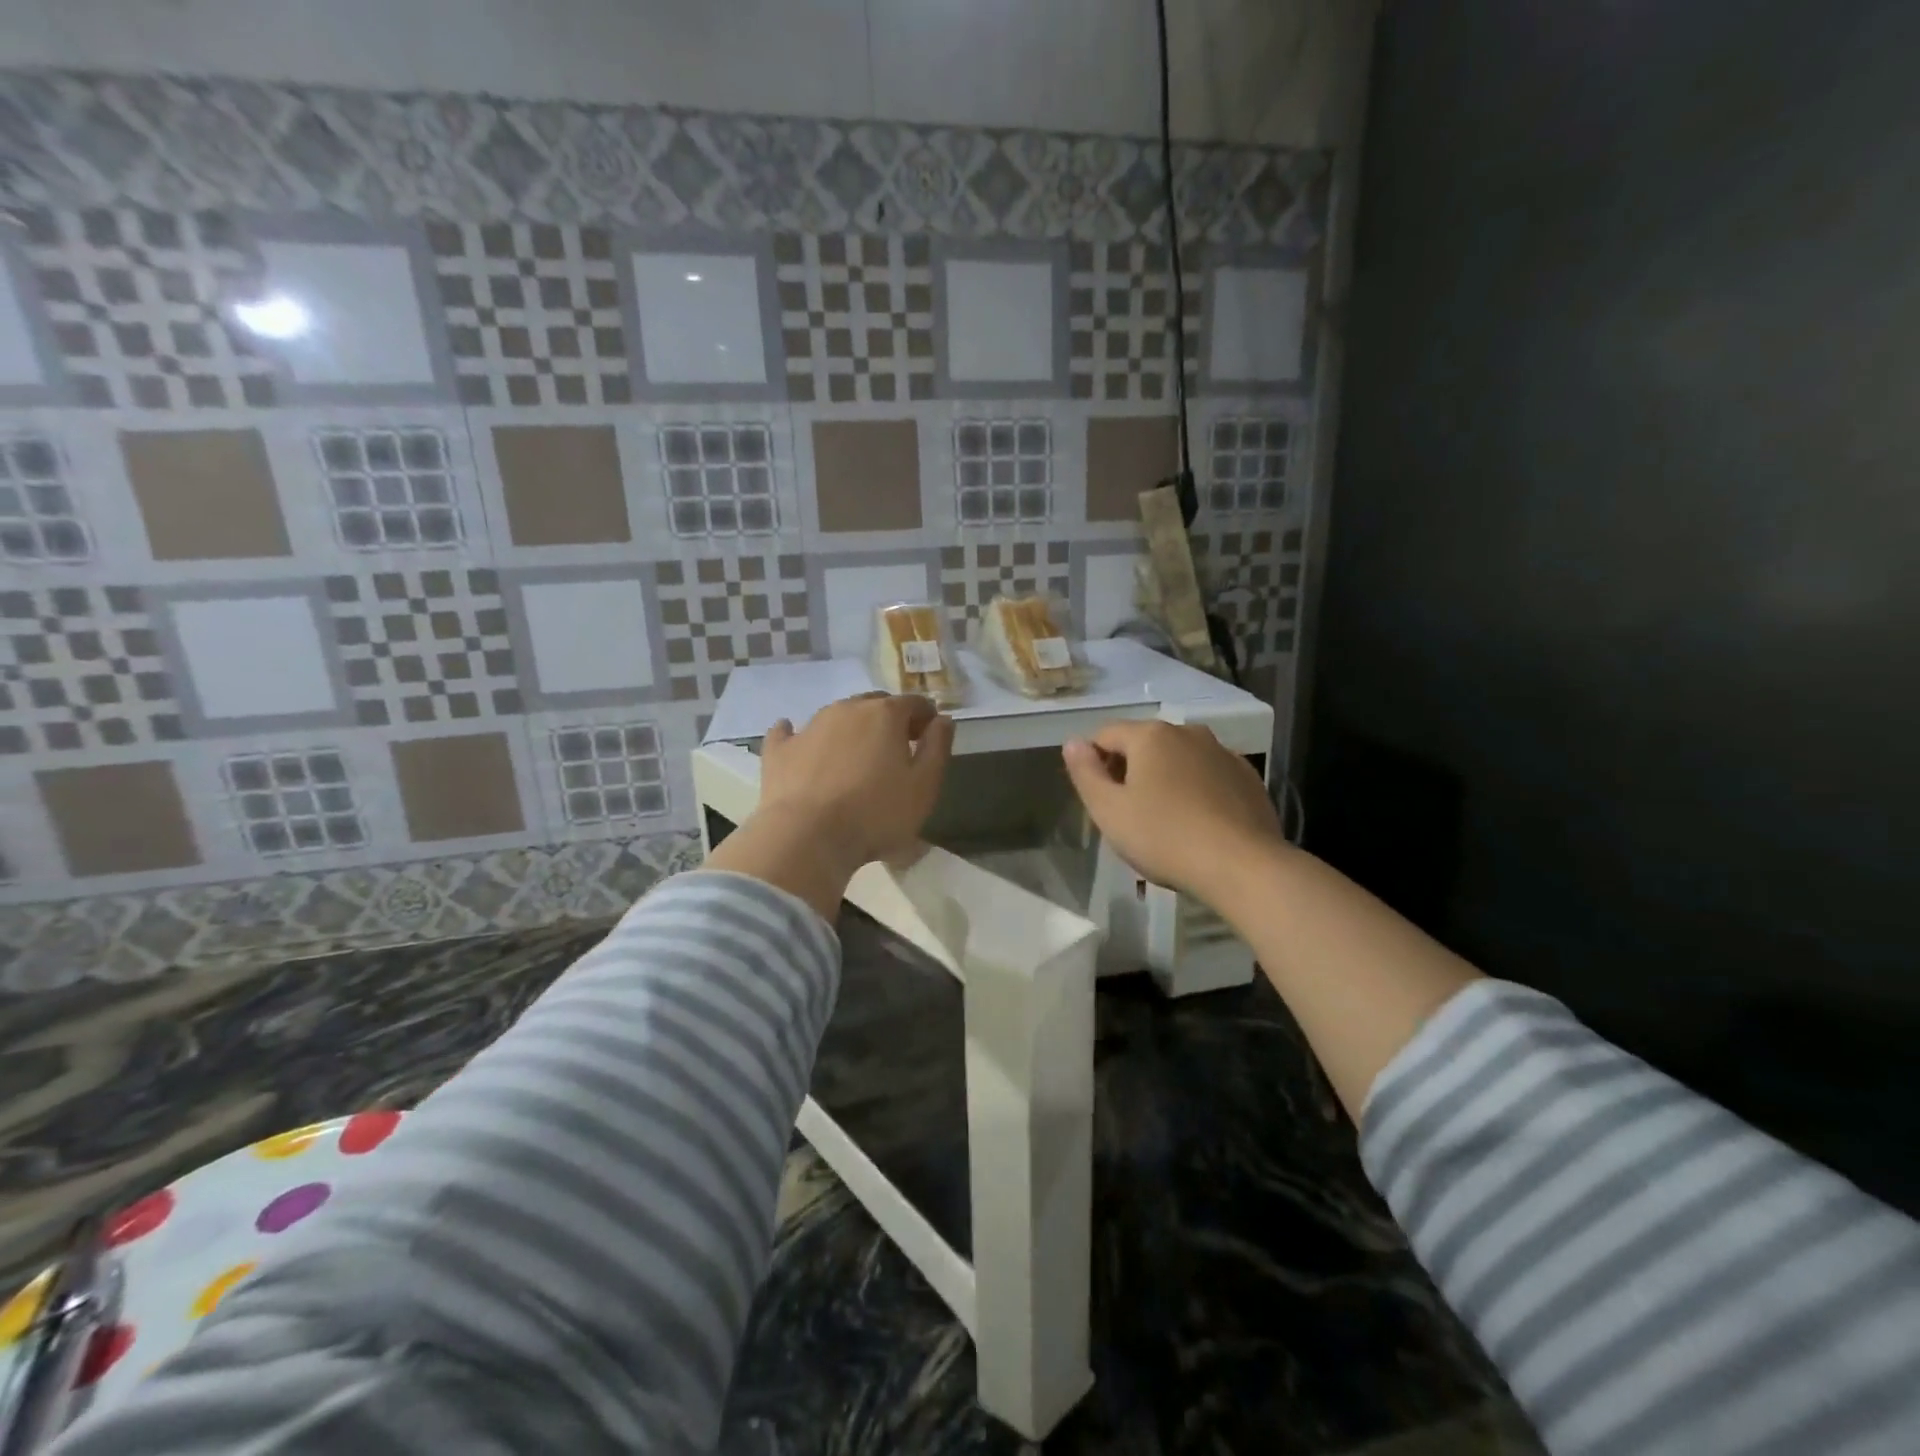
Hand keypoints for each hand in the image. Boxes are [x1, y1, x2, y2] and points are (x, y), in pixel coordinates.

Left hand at [760, 692, 954, 870]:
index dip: (925, 717)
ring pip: (837, 716)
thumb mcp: (924, 786)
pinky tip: (797, 741)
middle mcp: (847, 709)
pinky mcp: (780, 750)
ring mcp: (809, 726)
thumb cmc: (876, 814)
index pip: (914, 703)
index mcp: (885, 714)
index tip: (929, 736)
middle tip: (896, 748)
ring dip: (851, 728)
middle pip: (874, 704)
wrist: (808, 837)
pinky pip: (790, 733)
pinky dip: (798, 735)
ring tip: (856, 756)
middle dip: (889, 719)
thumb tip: (943, 719)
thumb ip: (938, 747)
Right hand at [1062, 720, 1283, 901]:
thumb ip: (1085, 773)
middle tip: (1127, 814)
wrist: (1243, 866)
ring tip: (1164, 821)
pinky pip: (1208, 775)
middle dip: (1129, 770)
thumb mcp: (1109, 811)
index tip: (1098, 799)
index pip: (1104, 735)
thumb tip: (1073, 743)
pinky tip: (1198, 823)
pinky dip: (1195, 790)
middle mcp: (1188, 732)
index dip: (1093, 763)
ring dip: (1164, 779)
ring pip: (1178, 759)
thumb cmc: (1165, 838)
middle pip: (1143, 744)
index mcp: (1150, 735)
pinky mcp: (1247, 777)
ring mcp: (1223, 752)